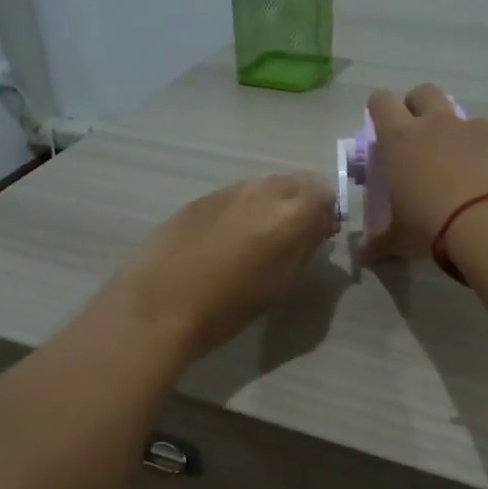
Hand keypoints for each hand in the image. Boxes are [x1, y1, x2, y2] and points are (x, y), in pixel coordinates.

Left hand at [104, 174, 337, 361]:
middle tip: (294, 233)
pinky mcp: (199, 199)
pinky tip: (227, 237)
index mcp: (289, 213)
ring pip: (263, 186)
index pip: (324, 193)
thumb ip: (305, 247)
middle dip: (301, 202)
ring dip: (271, 203)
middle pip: (295, 182)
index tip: (321, 233)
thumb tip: (319, 226)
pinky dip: (242, 209)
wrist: (160, 304)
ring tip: (260, 236)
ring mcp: (227, 191)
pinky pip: (234, 195)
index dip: (327, 211)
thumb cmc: (228, 307)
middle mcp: (261, 191)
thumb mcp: (279, 284)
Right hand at [364, 84, 487, 260]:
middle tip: (419, 135)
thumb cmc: (433, 227)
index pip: (382, 102)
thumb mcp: (399, 239)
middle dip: (419, 106)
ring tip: (466, 167)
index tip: (381, 126)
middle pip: (425, 92)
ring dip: (462, 134)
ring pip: (466, 117)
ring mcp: (479, 129)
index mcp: (402, 139)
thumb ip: (379, 242)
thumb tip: (363, 255)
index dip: (379, 108)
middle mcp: (439, 124)